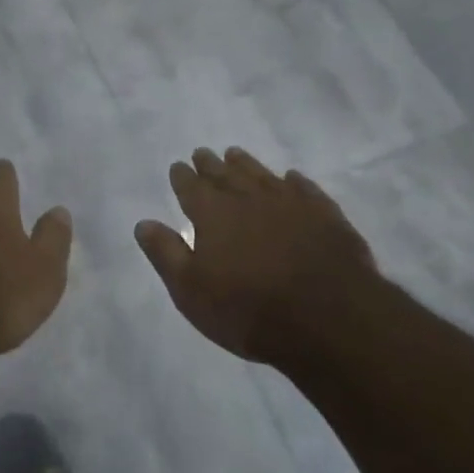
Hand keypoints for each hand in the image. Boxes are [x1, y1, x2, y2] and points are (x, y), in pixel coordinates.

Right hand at [134, 148, 382, 365]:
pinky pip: (305, 189)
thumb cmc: (249, 310)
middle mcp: (248, 198)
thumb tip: (143, 223)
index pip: (191, 187)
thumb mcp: (191, 291)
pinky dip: (294, 181)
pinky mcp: (325, 215)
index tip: (178, 166)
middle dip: (210, 164)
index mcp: (212, 213)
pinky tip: (292, 178)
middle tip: (201, 153)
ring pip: (261, 175)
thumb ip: (166, 253)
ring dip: (246, 164)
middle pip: (224, 174)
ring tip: (235, 154)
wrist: (329, 319)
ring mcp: (290, 203)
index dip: (182, 176)